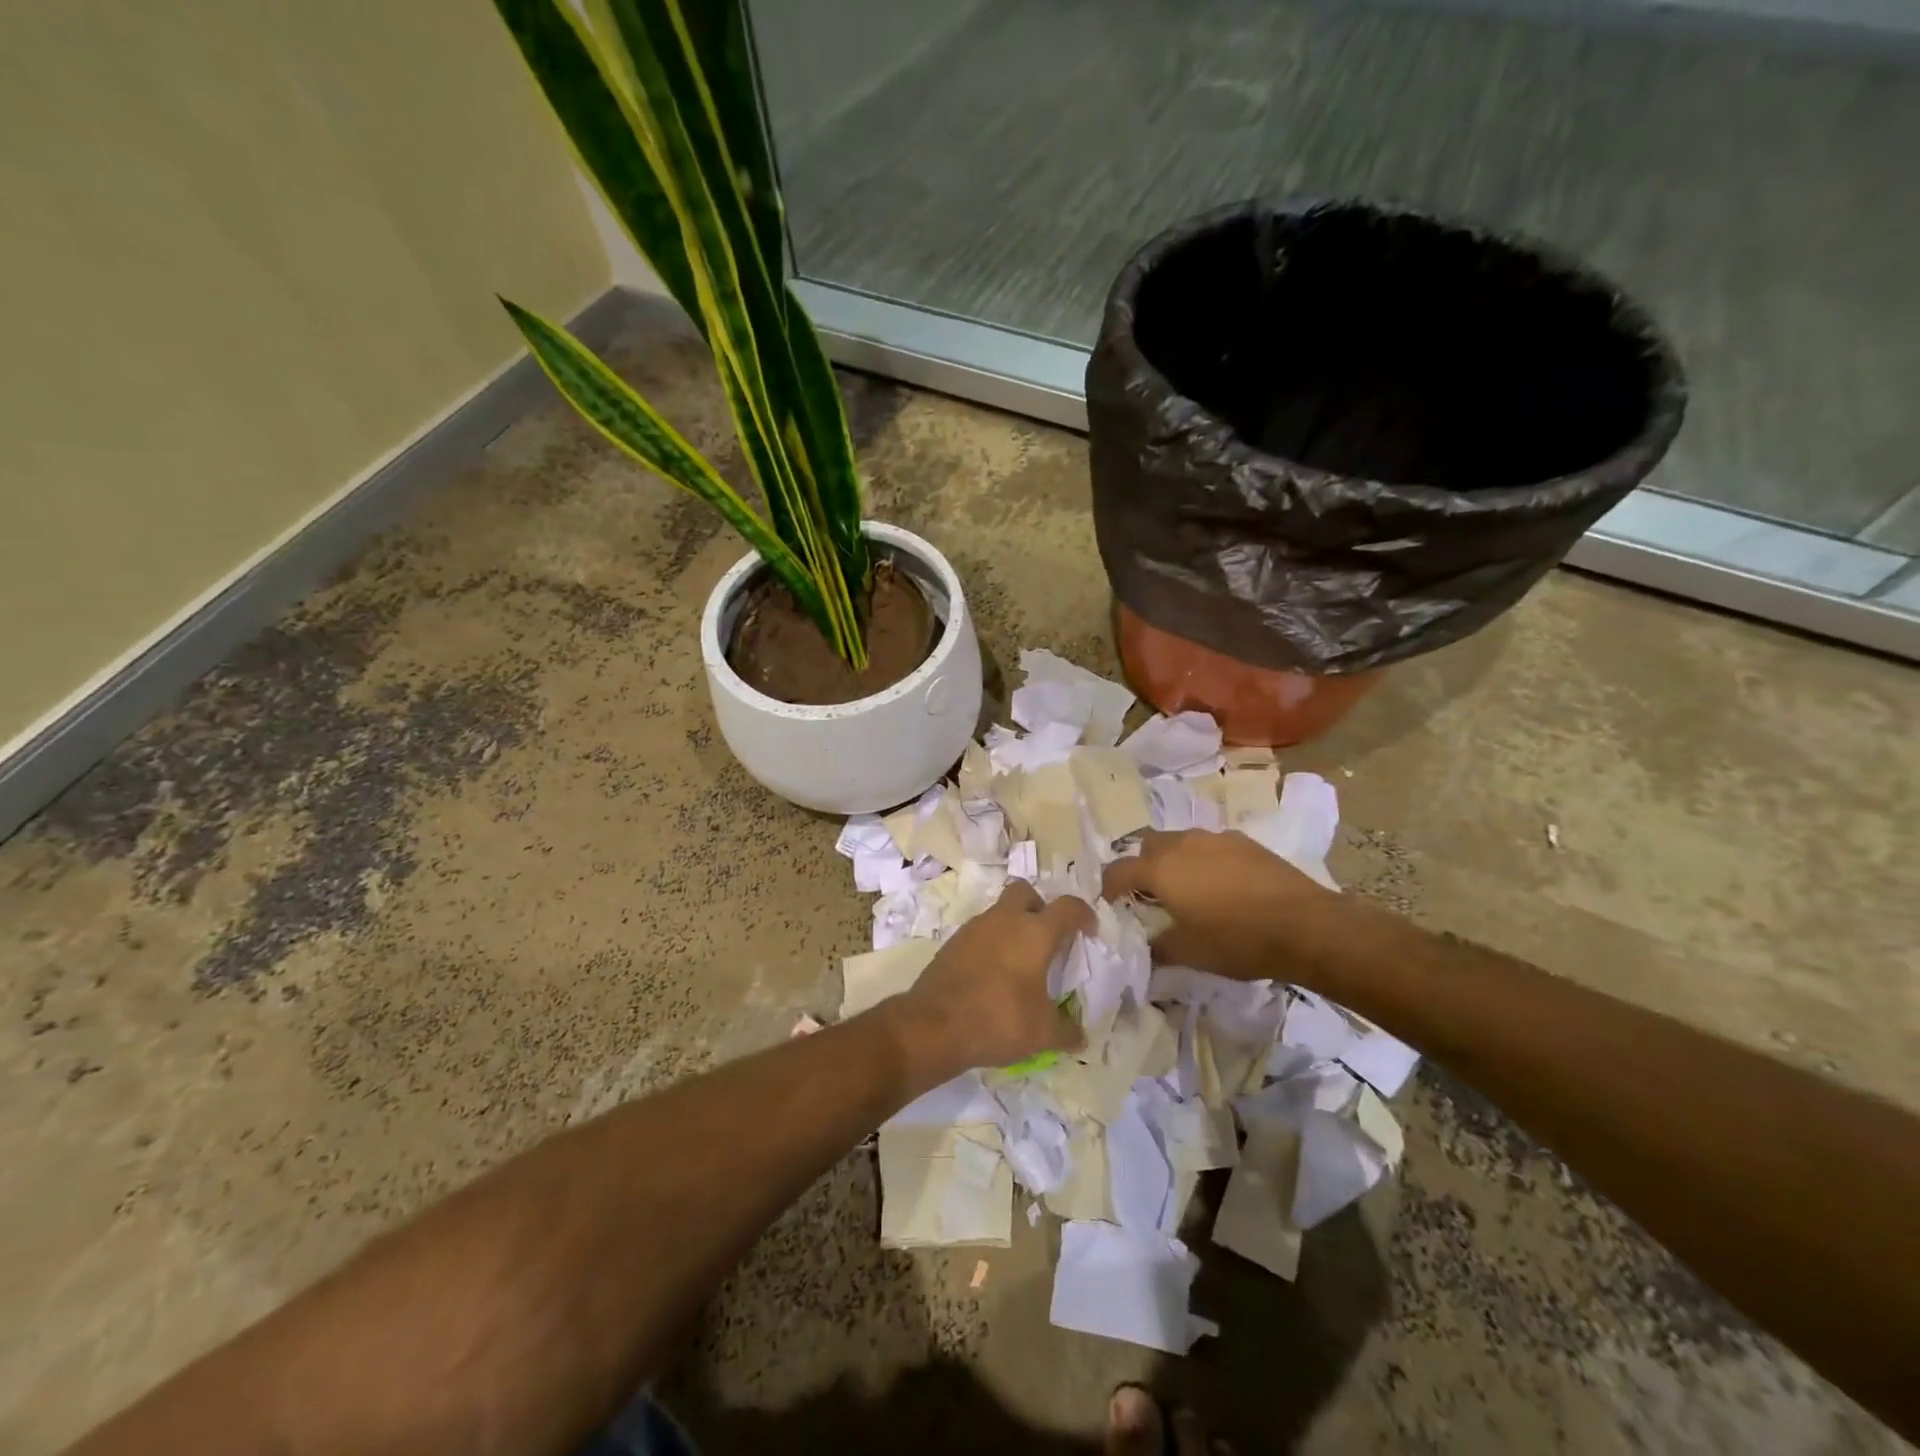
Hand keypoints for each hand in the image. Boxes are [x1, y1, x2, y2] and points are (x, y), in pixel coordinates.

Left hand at [894, 882, 1092, 1075]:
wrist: (934, 1025)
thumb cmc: (999, 1019)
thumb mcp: (1043, 1033)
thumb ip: (1067, 1031)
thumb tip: (1080, 1037)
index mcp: (1034, 932)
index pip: (1068, 907)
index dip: (1083, 915)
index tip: (1088, 932)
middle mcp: (1004, 920)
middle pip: (1026, 892)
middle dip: (1040, 907)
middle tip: (1047, 937)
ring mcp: (974, 928)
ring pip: (999, 912)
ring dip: (1013, 927)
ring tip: (1020, 961)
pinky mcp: (952, 943)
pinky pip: (979, 933)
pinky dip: (991, 945)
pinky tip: (993, 975)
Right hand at [1102, 828, 1335, 982]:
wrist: (1305, 925)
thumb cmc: (1237, 940)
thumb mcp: (1189, 953)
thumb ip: (1157, 949)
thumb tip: (1144, 950)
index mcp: (1160, 869)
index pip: (1117, 871)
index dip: (1108, 889)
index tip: (1112, 906)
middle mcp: (1182, 844)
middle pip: (1146, 846)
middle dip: (1141, 867)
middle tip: (1150, 897)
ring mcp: (1215, 838)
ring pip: (1180, 842)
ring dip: (1174, 861)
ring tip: (1188, 890)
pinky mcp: (1244, 841)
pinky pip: (1211, 846)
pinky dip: (1205, 861)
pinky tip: (1223, 887)